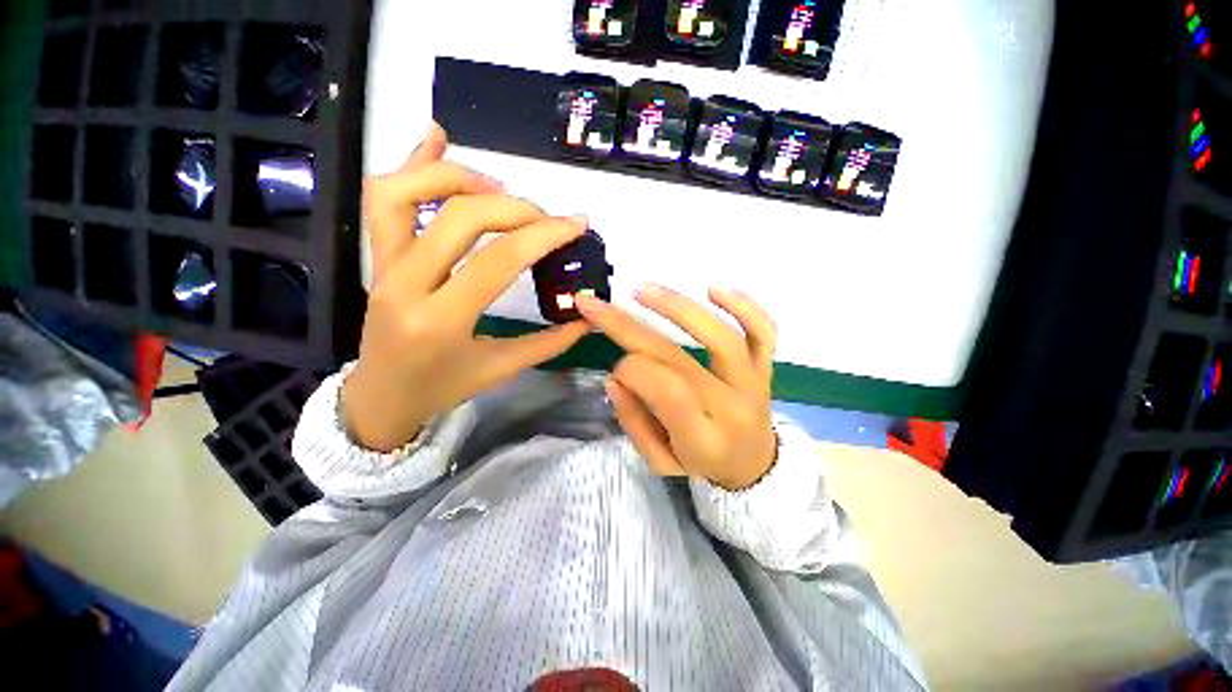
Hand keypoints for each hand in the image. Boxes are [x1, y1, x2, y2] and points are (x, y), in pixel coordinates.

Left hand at [342, 123, 590, 450]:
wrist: (382, 397)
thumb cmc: (443, 388)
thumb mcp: (501, 369)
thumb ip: (549, 342)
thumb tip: (588, 317)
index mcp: (441, 320)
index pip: (499, 260)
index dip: (543, 235)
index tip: (576, 224)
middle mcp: (404, 284)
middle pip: (460, 217)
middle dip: (515, 208)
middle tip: (546, 217)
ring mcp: (382, 265)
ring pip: (404, 191)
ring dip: (459, 177)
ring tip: (500, 188)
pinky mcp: (376, 257)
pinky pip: (384, 199)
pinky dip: (412, 164)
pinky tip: (437, 140)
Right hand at [576, 286, 777, 490]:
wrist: (754, 466)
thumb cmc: (701, 464)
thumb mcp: (659, 461)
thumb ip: (634, 422)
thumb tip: (614, 377)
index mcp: (703, 439)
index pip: (666, 392)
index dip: (633, 370)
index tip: (616, 367)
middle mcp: (731, 408)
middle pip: (678, 359)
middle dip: (628, 327)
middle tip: (595, 305)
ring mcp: (754, 383)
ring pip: (721, 338)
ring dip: (679, 307)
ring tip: (642, 289)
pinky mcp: (765, 367)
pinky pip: (763, 332)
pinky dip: (744, 305)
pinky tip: (713, 287)